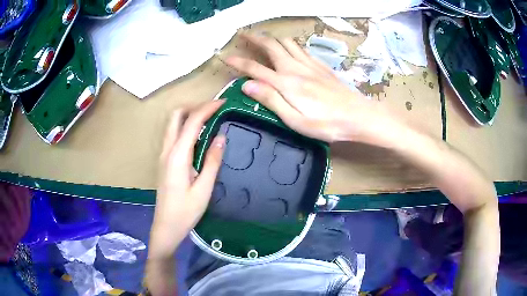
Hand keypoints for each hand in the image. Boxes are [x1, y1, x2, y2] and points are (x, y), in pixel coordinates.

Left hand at [149, 100, 224, 258]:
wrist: (166, 226)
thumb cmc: (185, 211)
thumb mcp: (203, 188)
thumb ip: (212, 161)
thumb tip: (222, 137)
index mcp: (177, 156)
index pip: (192, 122)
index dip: (207, 108)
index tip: (223, 103)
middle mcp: (167, 150)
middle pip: (176, 116)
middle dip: (194, 107)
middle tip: (213, 111)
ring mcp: (163, 155)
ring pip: (173, 124)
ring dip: (189, 117)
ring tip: (209, 121)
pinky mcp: (164, 161)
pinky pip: (173, 135)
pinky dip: (186, 128)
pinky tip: (198, 138)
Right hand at [225, 33, 399, 144]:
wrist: (357, 116)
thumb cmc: (326, 124)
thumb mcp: (295, 120)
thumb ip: (271, 100)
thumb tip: (247, 85)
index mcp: (286, 84)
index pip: (255, 68)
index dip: (238, 62)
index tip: (225, 57)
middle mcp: (295, 68)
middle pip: (271, 46)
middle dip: (254, 39)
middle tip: (242, 34)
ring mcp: (309, 65)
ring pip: (286, 43)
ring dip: (271, 38)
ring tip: (261, 36)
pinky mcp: (320, 65)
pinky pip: (301, 48)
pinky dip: (289, 43)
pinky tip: (288, 46)